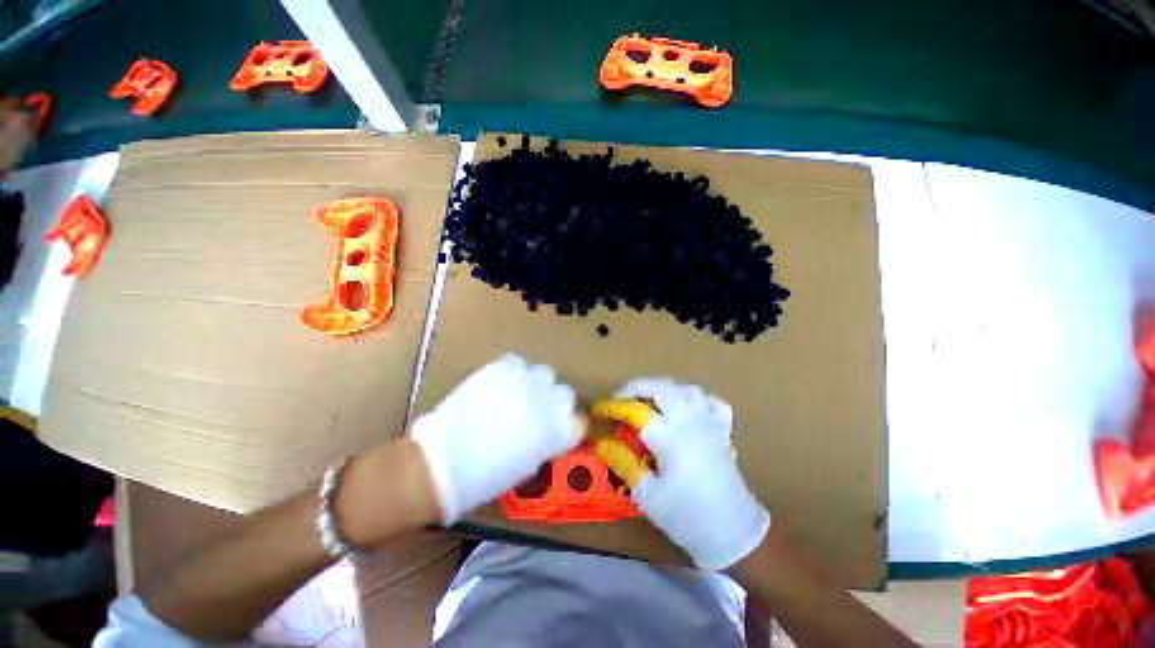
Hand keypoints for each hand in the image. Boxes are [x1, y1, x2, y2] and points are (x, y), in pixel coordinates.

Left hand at [410, 353, 581, 522]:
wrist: (441, 462)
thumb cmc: (486, 478)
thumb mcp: (527, 466)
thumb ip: (546, 442)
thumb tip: (550, 430)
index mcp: (557, 431)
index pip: (579, 420)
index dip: (570, 423)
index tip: (560, 427)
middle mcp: (547, 402)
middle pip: (565, 393)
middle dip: (555, 402)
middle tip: (537, 410)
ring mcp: (524, 381)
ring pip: (544, 373)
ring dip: (536, 385)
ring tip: (518, 395)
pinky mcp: (500, 368)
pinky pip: (517, 363)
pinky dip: (514, 372)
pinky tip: (502, 384)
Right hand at [619, 378, 769, 569]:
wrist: (735, 534)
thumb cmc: (688, 517)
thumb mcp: (648, 495)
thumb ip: (624, 463)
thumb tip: (602, 444)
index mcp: (671, 437)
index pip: (637, 411)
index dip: (615, 406)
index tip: (600, 409)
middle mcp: (691, 421)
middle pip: (661, 387)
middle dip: (637, 387)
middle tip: (621, 400)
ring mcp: (709, 423)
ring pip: (686, 389)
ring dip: (664, 390)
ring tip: (650, 403)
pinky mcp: (722, 430)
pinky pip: (710, 402)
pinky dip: (695, 400)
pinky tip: (686, 410)